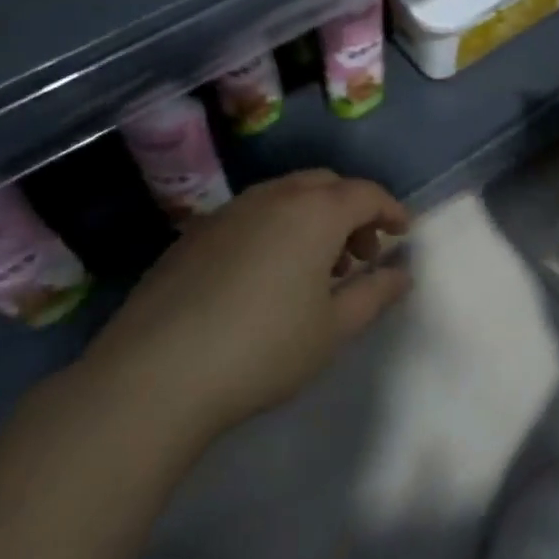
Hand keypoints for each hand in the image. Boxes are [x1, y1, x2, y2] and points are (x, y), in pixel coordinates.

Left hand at [85, 170, 410, 431]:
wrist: (156, 373)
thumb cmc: (263, 349)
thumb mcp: (333, 329)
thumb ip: (374, 293)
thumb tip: (401, 273)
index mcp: (314, 212)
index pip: (365, 193)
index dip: (391, 209)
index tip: (403, 233)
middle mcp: (272, 197)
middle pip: (324, 185)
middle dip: (351, 211)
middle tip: (360, 254)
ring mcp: (228, 212)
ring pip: (284, 196)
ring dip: (312, 218)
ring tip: (315, 268)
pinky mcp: (194, 234)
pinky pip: (250, 215)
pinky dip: (274, 229)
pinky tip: (265, 276)